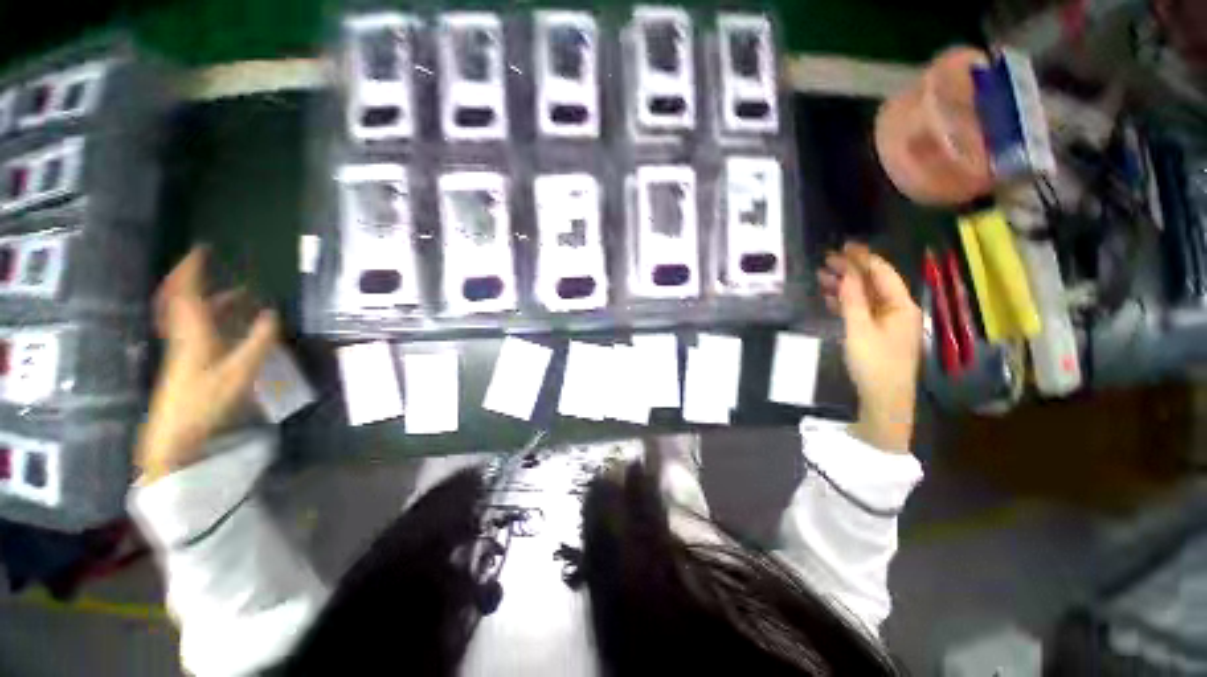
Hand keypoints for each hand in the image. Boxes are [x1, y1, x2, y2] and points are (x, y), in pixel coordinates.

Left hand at [136, 247, 278, 481]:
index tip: (202, 249)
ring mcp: (181, 347)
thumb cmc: (205, 401)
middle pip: (178, 298)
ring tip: (236, 293)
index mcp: (193, 333)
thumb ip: (257, 342)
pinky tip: (224, 322)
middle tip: (207, 264)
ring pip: (185, 313)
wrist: (174, 433)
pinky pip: (191, 327)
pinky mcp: (184, 359)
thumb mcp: (239, 372)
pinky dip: (206, 316)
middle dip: (190, 277)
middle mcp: (182, 334)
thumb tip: (272, 313)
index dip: (192, 269)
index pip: (187, 292)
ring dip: (206, 297)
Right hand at [817, 243, 921, 451]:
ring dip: (845, 286)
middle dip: (850, 271)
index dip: (862, 258)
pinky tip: (830, 299)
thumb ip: (853, 299)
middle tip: (825, 261)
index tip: (842, 246)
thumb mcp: (859, 329)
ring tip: (821, 277)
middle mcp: (897, 309)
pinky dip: (846, 302)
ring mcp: (887, 322)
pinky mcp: (877, 334)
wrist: (883, 398)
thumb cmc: (874, 362)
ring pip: (865, 296)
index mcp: (900, 305)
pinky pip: (861, 310)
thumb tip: (847, 272)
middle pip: (873, 283)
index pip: (881, 272)